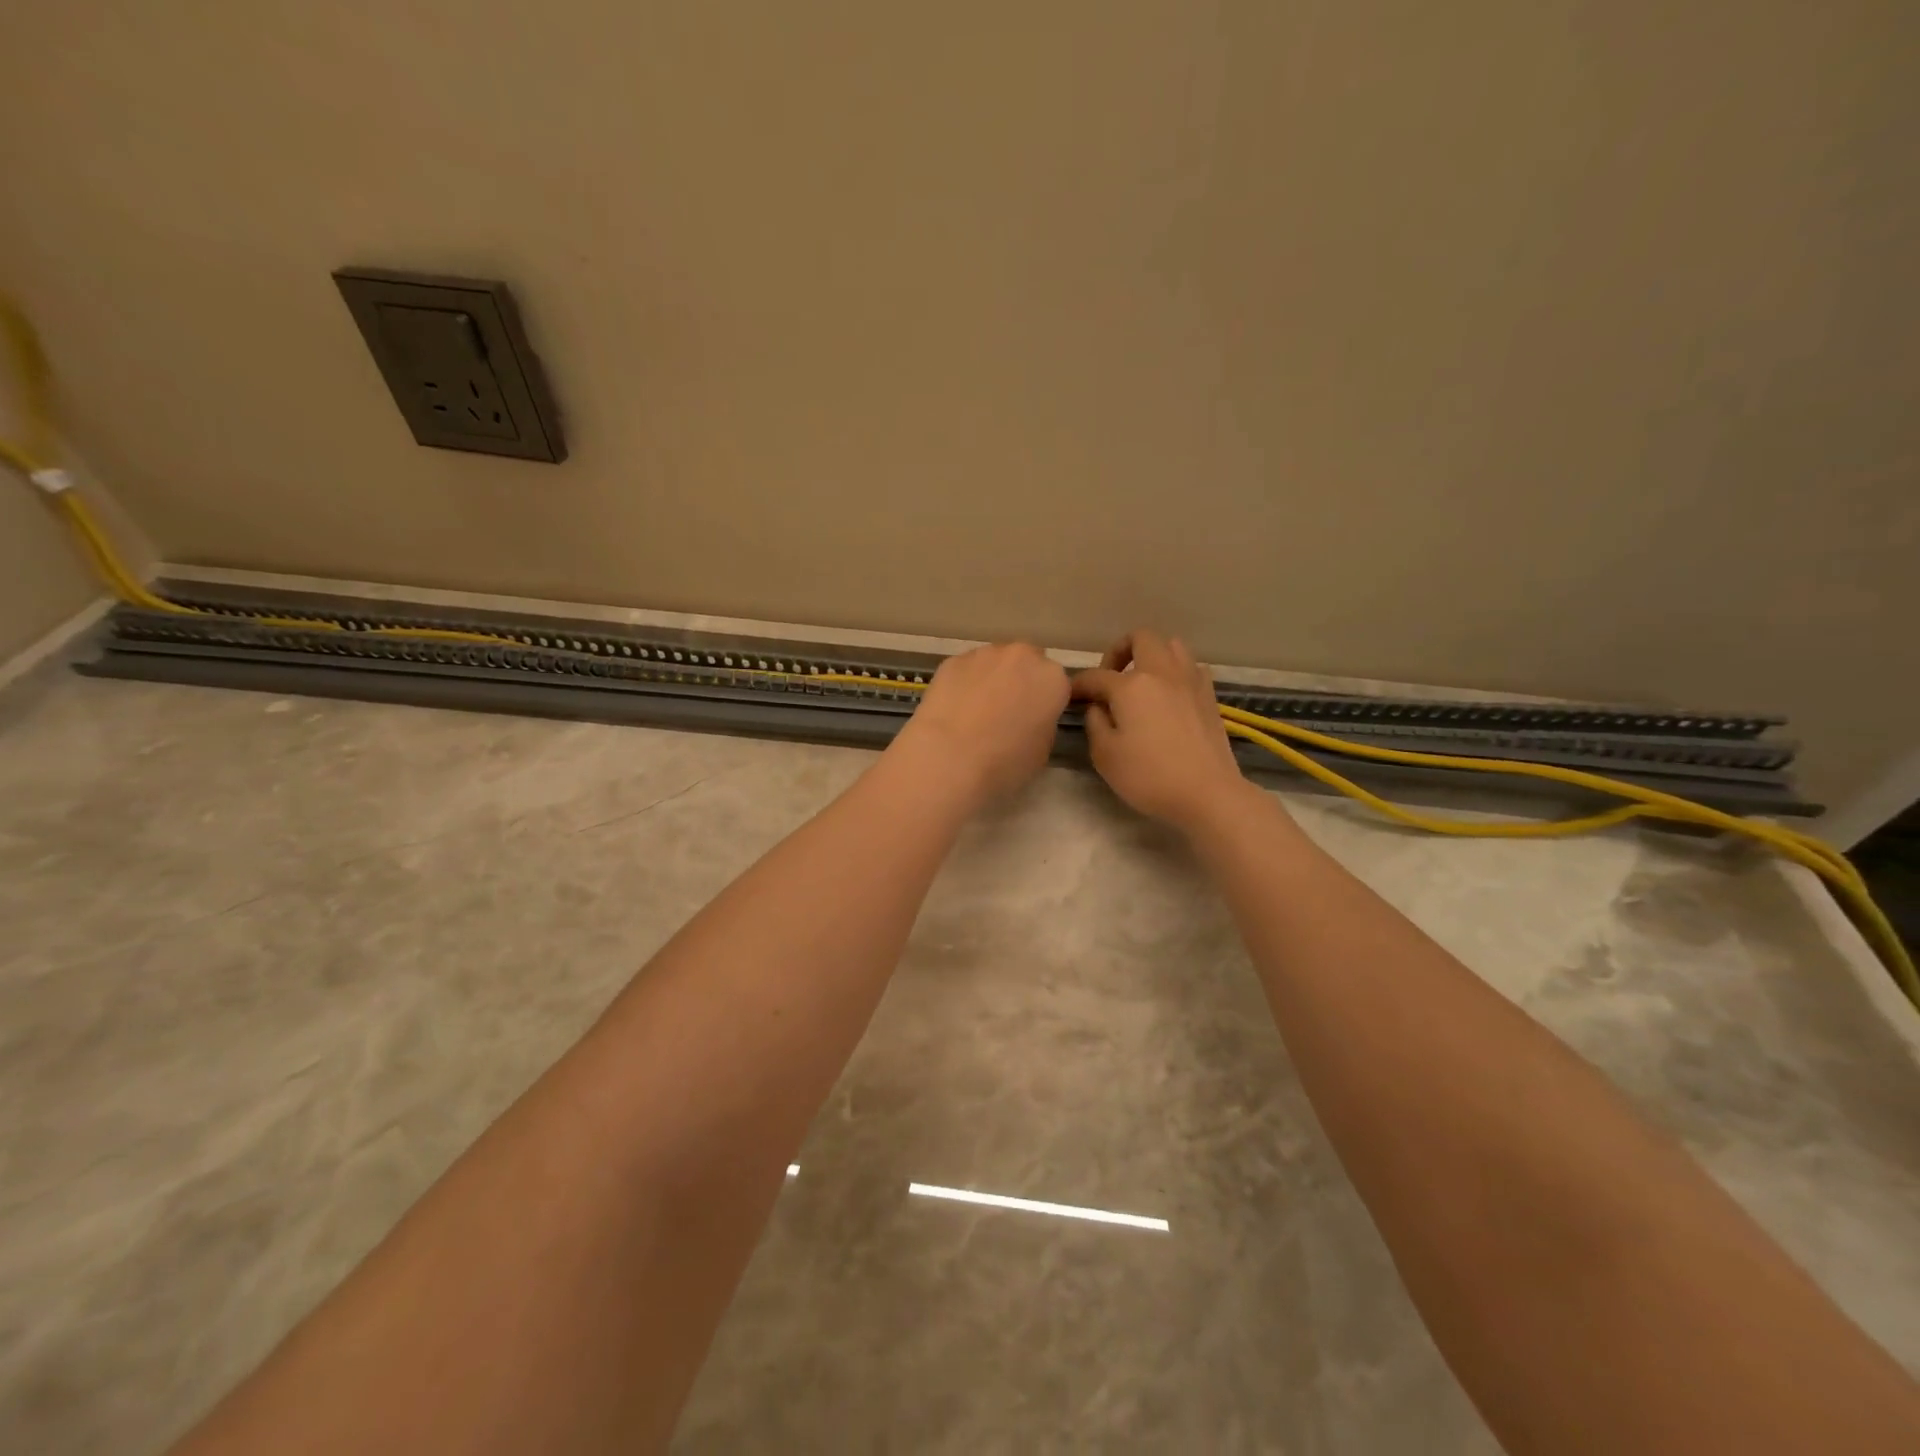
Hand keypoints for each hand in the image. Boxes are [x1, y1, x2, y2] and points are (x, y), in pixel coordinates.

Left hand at [892, 642, 1070, 802]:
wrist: (949, 758)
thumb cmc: (1005, 762)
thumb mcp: (1042, 751)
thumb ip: (1043, 722)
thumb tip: (1031, 717)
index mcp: (1052, 678)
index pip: (1057, 684)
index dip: (1045, 702)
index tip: (1034, 720)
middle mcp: (1022, 656)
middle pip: (1027, 663)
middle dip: (1020, 681)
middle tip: (1007, 712)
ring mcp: (985, 654)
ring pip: (995, 662)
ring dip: (992, 679)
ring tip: (976, 711)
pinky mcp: (952, 660)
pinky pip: (966, 669)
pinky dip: (964, 682)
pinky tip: (954, 708)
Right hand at [1070, 630, 1248, 831]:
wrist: (1207, 793)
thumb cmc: (1149, 776)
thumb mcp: (1105, 755)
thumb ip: (1095, 723)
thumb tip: (1098, 707)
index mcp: (1131, 686)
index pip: (1096, 676)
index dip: (1079, 685)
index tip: (1070, 696)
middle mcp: (1162, 673)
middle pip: (1140, 638)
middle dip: (1119, 651)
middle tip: (1110, 678)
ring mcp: (1190, 681)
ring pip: (1172, 645)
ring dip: (1152, 655)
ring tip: (1142, 682)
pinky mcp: (1209, 696)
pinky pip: (1191, 667)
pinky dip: (1176, 672)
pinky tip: (1169, 695)